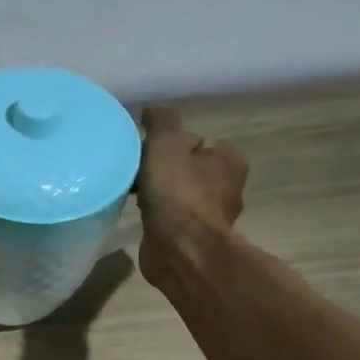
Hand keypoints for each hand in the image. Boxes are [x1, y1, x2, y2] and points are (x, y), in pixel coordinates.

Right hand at [134, 106, 248, 287]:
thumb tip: (151, 109)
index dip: (164, 144)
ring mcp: (209, 214)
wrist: (180, 250)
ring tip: (131, 195)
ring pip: (175, 193)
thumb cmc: (177, 193)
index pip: (192, 141)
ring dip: (155, 193)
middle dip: (158, 169)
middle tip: (134, 174)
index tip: (143, 153)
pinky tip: (139, 216)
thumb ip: (160, 120)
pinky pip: (169, 216)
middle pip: (183, 166)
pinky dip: (155, 214)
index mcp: (228, 159)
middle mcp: (226, 186)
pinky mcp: (192, 237)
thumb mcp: (165, 143)